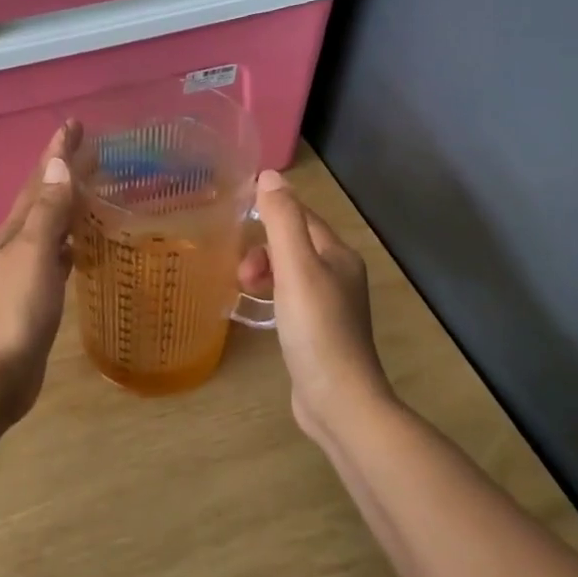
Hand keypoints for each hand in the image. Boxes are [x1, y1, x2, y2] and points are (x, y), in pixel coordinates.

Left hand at [0, 122, 79, 422]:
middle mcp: (20, 241)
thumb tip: (59, 164)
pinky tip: (84, 244)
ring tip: (94, 188)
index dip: (58, 150)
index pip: (41, 178)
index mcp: (17, 227)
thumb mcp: (34, 253)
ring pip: (52, 223)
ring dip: (70, 202)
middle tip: (94, 148)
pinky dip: (73, 240)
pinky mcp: (38, 293)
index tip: (75, 122)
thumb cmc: (16, 309)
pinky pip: (59, 254)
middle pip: (46, 196)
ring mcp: (28, 268)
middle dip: (66, 170)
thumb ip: (48, 211)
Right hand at [240, 169, 392, 441]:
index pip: (301, 217)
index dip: (270, 214)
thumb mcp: (295, 268)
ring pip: (290, 272)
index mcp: (339, 255)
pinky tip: (260, 312)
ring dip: (264, 272)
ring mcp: (332, 307)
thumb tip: (269, 175)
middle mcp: (340, 275)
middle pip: (294, 244)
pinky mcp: (320, 333)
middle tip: (242, 274)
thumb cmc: (316, 328)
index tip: (237, 225)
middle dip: (263, 250)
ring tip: (244, 292)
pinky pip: (291, 298)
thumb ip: (282, 220)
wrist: (339, 401)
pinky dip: (272, 296)